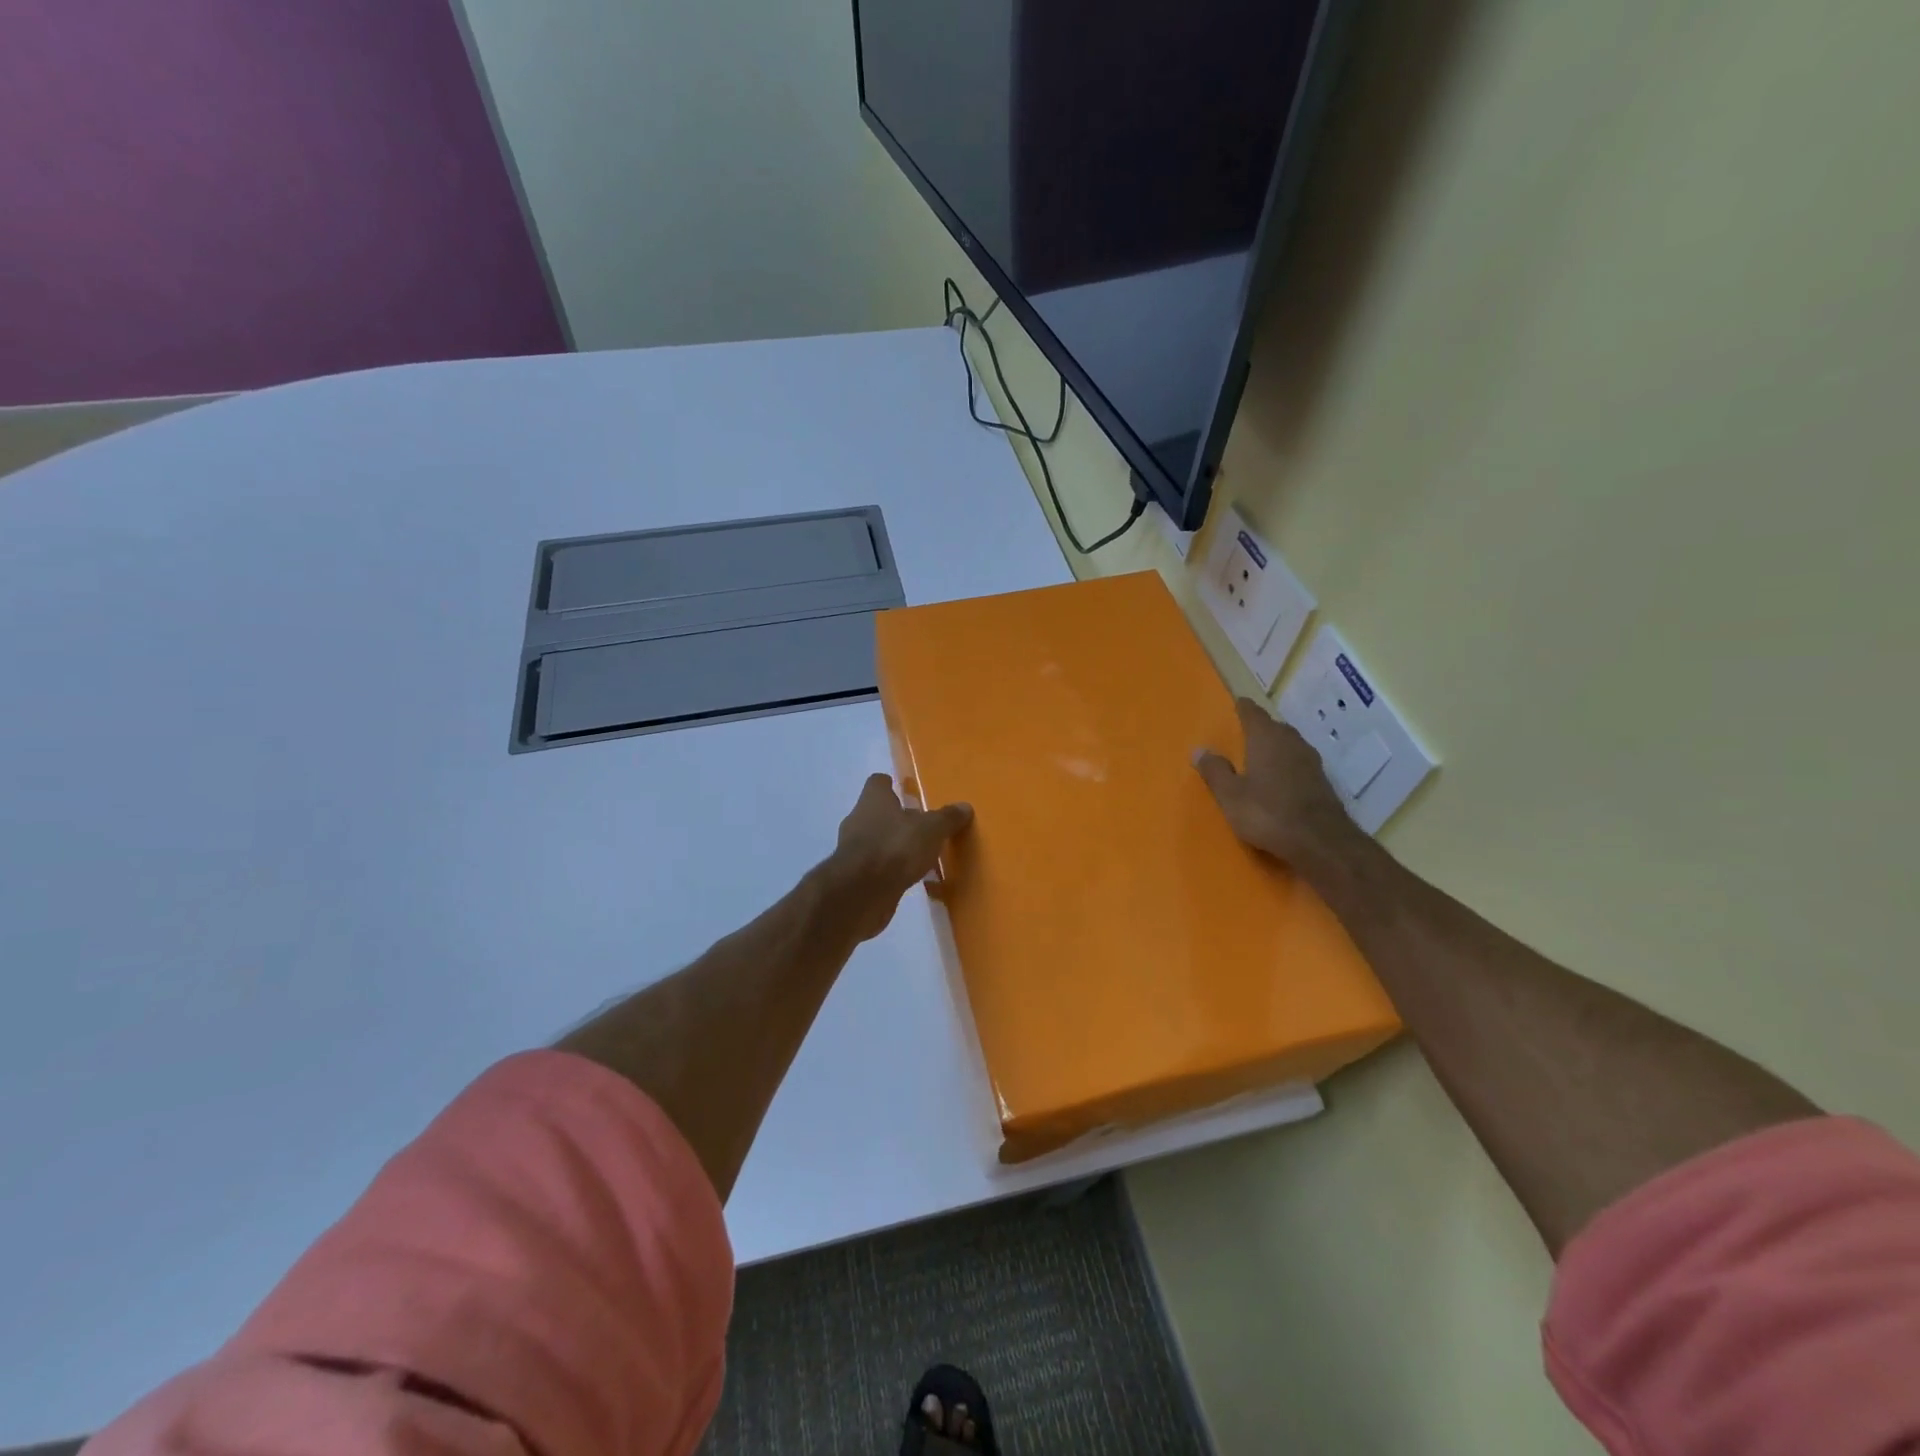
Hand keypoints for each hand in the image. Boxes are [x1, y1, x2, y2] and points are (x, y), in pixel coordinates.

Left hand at [825, 774, 972, 940]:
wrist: (861, 893)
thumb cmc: (895, 847)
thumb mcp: (931, 829)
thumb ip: (947, 818)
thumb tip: (964, 807)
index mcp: (873, 800)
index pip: (878, 783)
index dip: (891, 785)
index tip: (907, 791)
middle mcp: (858, 820)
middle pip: (878, 812)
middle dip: (897, 818)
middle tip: (922, 825)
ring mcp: (853, 849)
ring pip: (877, 840)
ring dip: (894, 845)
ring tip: (920, 853)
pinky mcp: (855, 876)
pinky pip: (877, 867)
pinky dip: (891, 869)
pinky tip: (911, 877)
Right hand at [1195, 698, 1356, 866]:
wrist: (1320, 841)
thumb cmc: (1267, 813)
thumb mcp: (1230, 795)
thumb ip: (1214, 771)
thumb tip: (1199, 750)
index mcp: (1266, 738)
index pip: (1252, 713)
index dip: (1243, 708)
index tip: (1237, 704)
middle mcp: (1290, 742)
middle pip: (1273, 726)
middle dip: (1260, 727)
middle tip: (1244, 732)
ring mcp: (1310, 761)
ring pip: (1289, 744)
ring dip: (1275, 746)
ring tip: (1261, 754)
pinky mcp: (1321, 780)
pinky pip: (1298, 762)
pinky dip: (1287, 764)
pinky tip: (1280, 777)